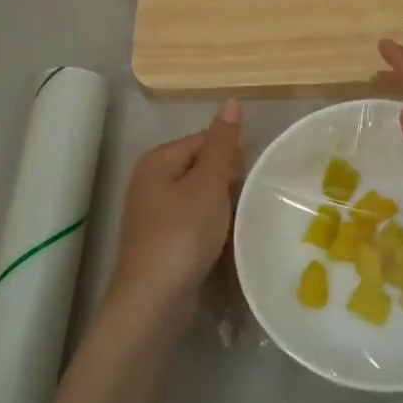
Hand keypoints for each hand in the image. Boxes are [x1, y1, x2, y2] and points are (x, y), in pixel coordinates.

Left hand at [105, 100, 242, 336]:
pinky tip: (224, 241)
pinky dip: (210, 228)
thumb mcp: (208, 183)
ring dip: (222, 206)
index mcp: (158, 160)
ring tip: (241, 221)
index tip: (253, 177)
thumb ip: (222, 143)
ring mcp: (153, 214)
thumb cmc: (182, 234)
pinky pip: (193, 222)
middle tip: (248, 201)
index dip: (231, 155)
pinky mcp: (161, 241)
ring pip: (199, 197)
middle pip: (201, 167)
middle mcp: (150, 181)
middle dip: (227, 181)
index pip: (204, 140)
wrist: (154, 300)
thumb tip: (232, 102)